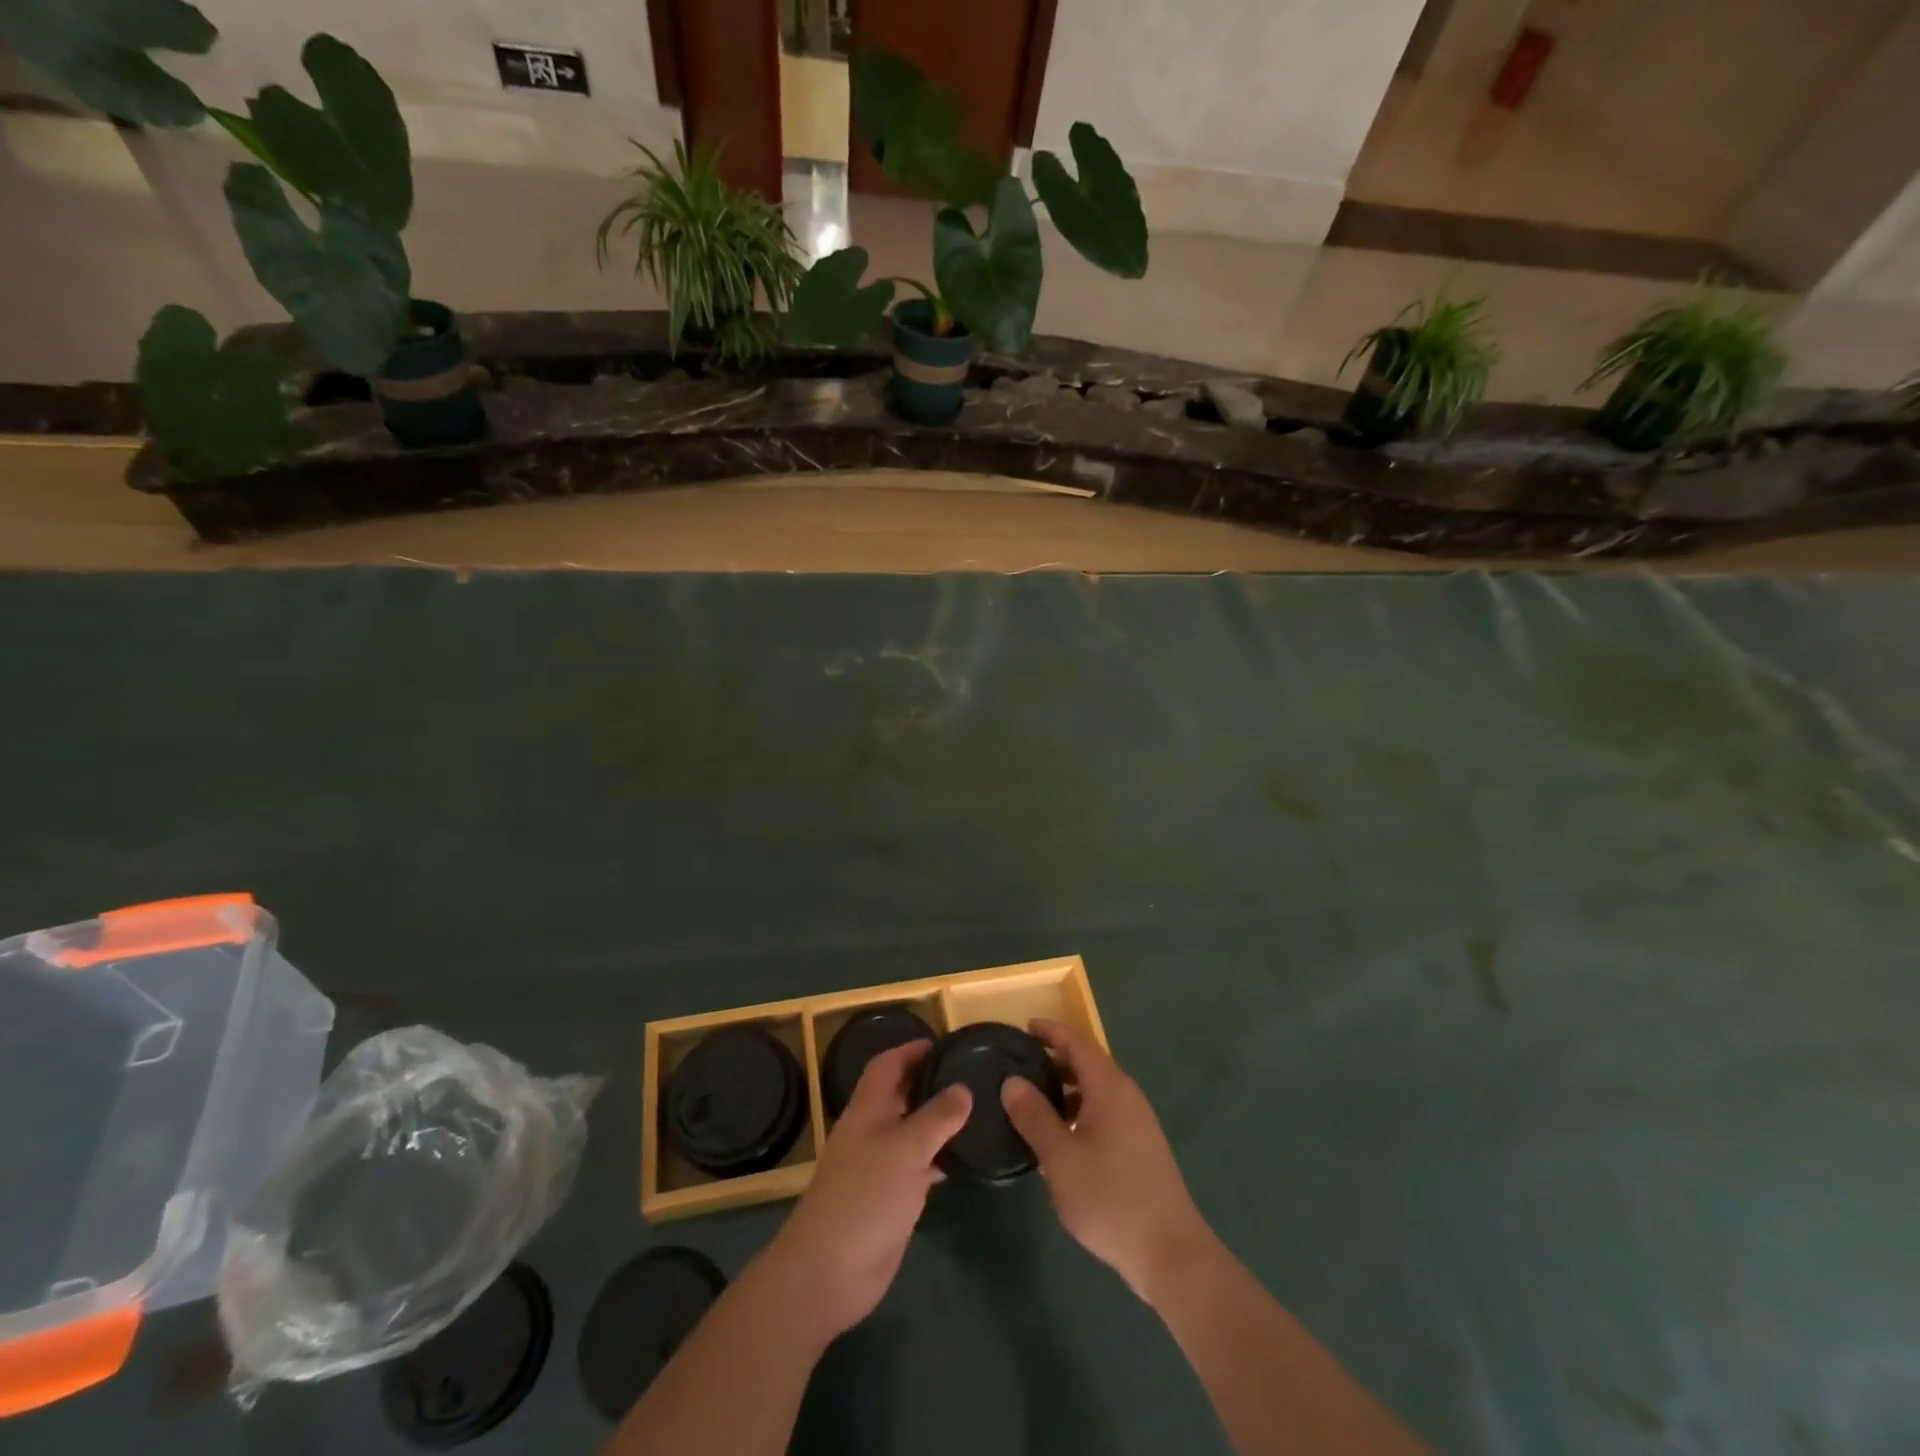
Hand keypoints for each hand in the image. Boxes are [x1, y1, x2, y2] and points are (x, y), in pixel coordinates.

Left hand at [757, 1040, 970, 1341]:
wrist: (828, 1272)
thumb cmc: (865, 1197)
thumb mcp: (906, 1149)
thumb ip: (937, 1117)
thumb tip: (963, 1087)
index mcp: (868, 1110)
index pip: (887, 1065)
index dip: (911, 1050)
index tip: (943, 1044)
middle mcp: (871, 1132)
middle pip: (899, 1095)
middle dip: (927, 1082)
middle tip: (968, 1075)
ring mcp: (878, 1167)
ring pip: (909, 1132)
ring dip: (935, 1121)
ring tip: (974, 1112)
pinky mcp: (888, 1199)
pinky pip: (915, 1167)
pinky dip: (936, 1159)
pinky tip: (960, 1161)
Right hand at [1001, 1019, 1212, 1306]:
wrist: (1171, 1253)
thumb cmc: (1110, 1198)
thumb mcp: (1060, 1158)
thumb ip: (1034, 1116)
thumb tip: (1011, 1081)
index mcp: (1109, 1087)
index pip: (1077, 1042)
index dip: (1050, 1031)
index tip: (1023, 1027)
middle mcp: (1127, 1095)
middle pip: (1088, 1063)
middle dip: (1055, 1060)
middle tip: (1020, 1066)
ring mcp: (1138, 1122)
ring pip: (1096, 1091)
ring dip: (1066, 1089)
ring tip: (1033, 1102)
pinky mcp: (1141, 1147)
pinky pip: (1105, 1112)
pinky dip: (1080, 1111)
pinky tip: (1061, 1138)